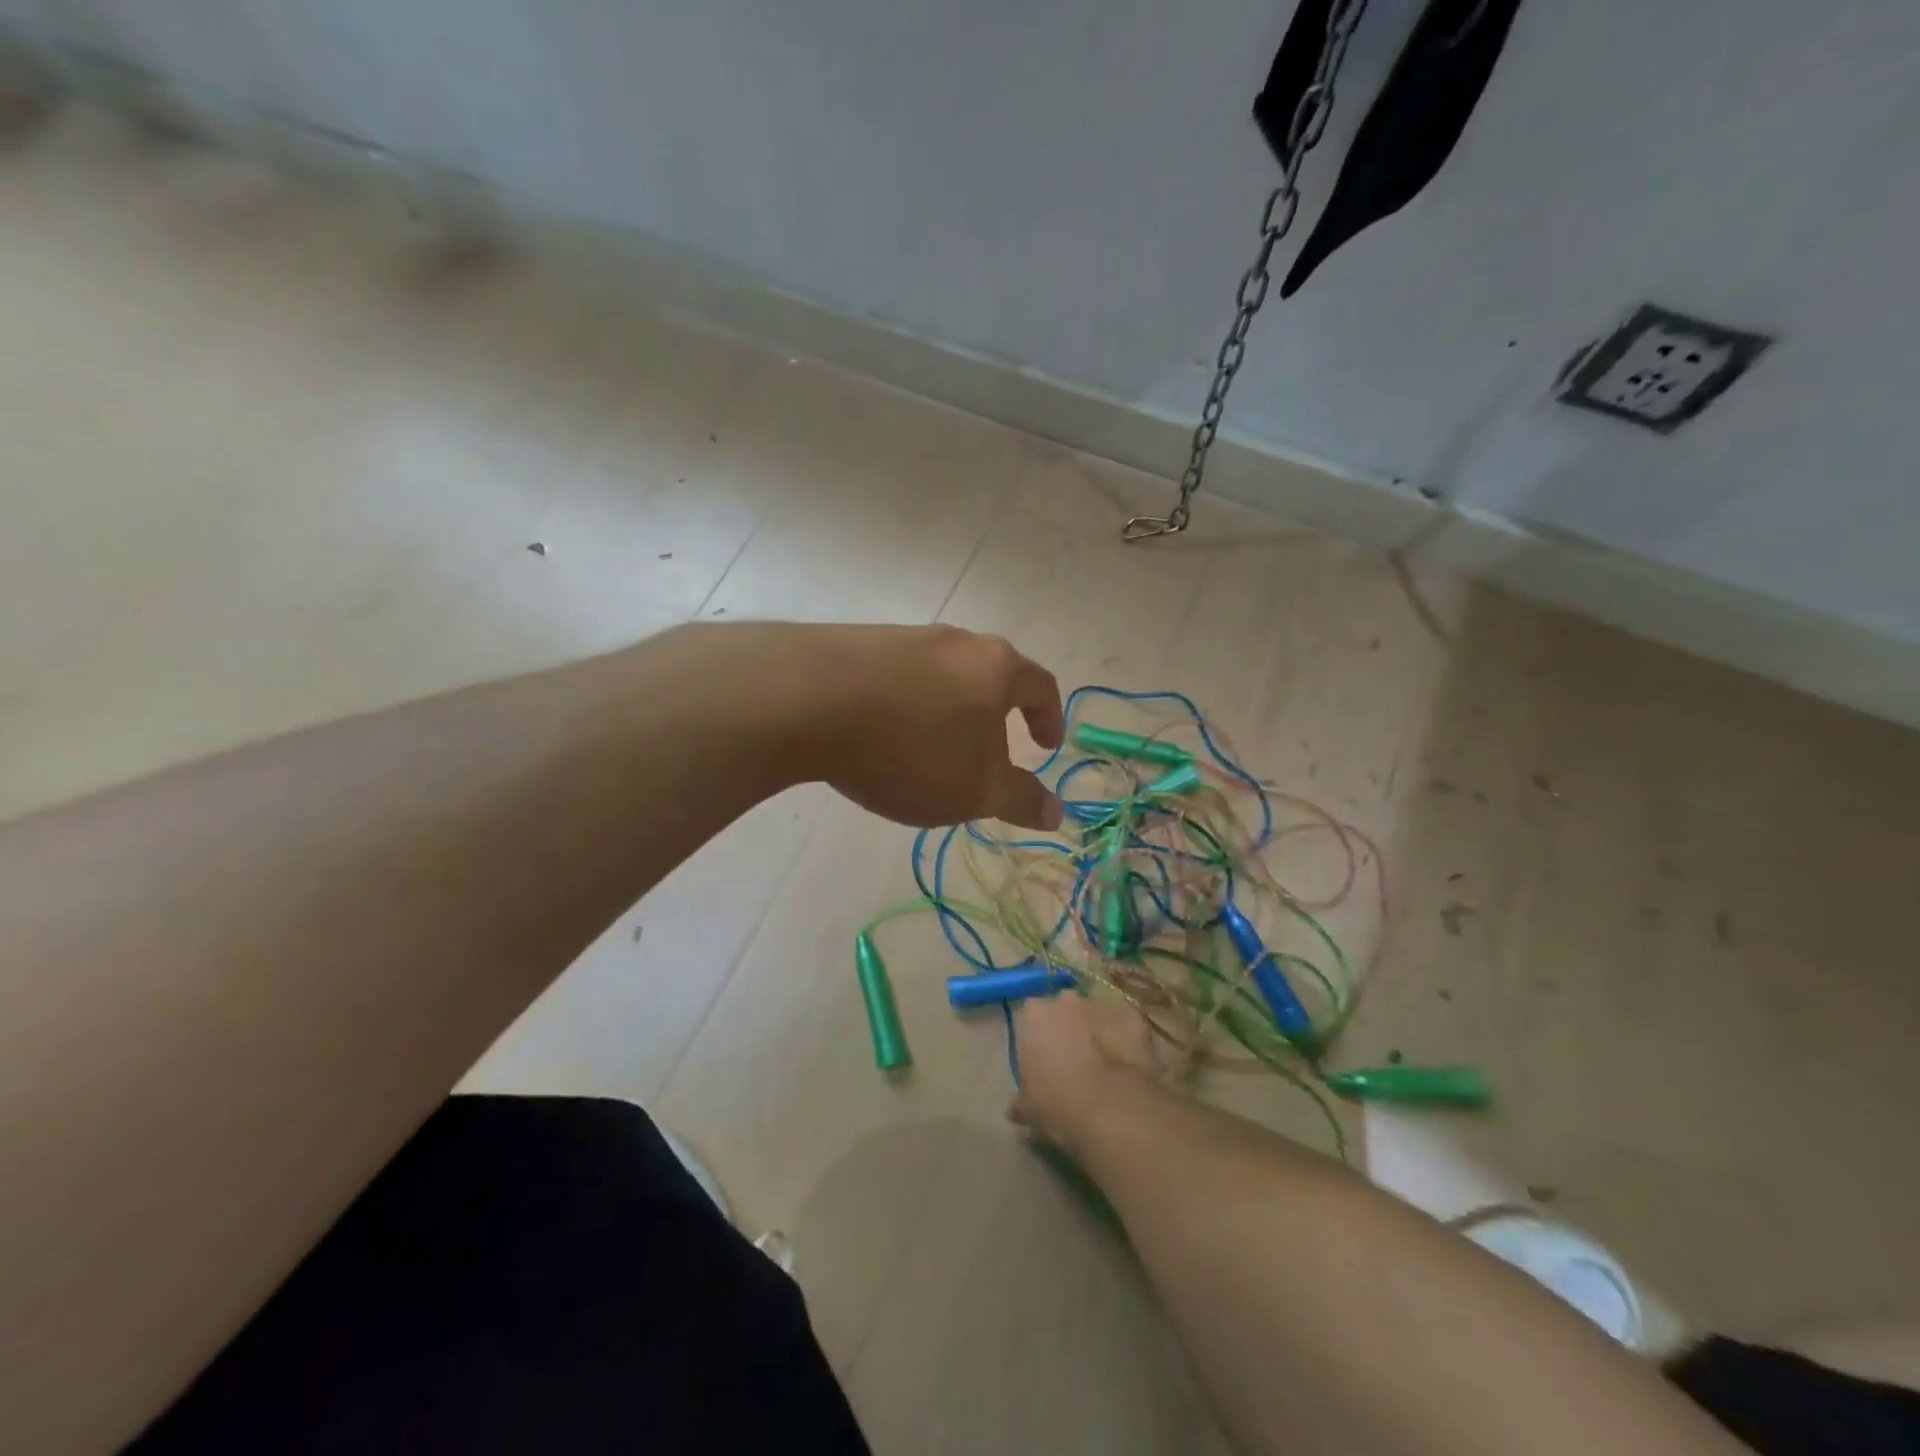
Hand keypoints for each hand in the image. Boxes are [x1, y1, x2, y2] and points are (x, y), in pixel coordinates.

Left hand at [787, 623, 1066, 830]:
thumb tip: (1057, 813)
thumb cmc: (911, 748)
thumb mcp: (974, 790)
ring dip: (946, 711)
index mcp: (995, 667)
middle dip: (994, 716)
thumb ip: (1019, 800)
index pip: (1040, 686)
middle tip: (988, 752)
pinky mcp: (856, 644)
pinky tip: (881, 735)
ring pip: (940, 676)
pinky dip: (903, 706)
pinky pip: (896, 678)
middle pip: (989, 675)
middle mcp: (954, 642)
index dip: (1048, 718)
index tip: (1046, 746)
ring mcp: (903, 638)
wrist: (807, 702)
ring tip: (930, 750)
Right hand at [1008, 992, 1163, 1155]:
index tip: (1044, 1058)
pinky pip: (1125, 1024)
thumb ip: (1020, 1098)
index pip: (1032, 1015)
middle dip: (1068, 1026)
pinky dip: (1125, 1038)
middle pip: (1065, 1007)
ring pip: (1096, 1013)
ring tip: (1104, 1063)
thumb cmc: (1057, 1104)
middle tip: (1073, 1058)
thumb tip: (1015, 1106)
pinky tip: (1128, 1064)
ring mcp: (1102, 1004)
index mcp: (1035, 1015)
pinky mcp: (1133, 1015)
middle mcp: (1066, 999)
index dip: (1039, 1036)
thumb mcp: (1028, 1107)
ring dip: (1097, 1030)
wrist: (1110, 1108)